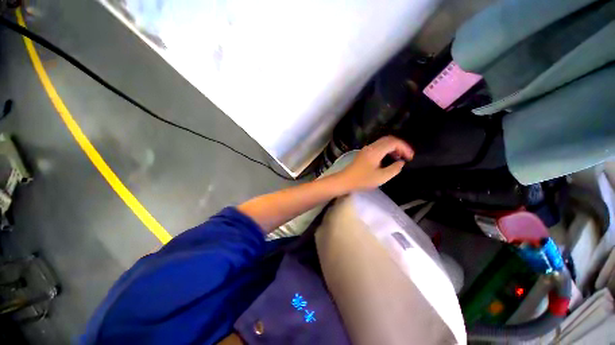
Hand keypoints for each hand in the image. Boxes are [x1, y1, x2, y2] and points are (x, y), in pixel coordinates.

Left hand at [335, 136, 413, 191]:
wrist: (344, 180)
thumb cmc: (362, 180)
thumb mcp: (381, 177)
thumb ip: (394, 169)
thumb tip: (401, 163)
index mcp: (375, 151)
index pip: (393, 142)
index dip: (404, 147)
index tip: (410, 157)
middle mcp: (371, 147)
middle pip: (388, 139)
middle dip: (400, 146)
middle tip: (406, 156)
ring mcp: (366, 149)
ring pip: (382, 143)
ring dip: (393, 148)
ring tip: (399, 158)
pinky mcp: (363, 153)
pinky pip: (378, 147)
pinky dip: (386, 150)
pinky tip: (388, 159)